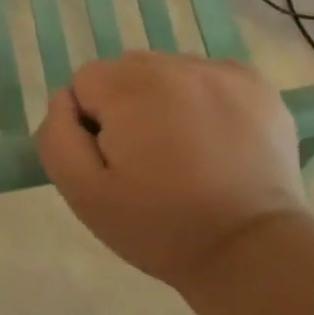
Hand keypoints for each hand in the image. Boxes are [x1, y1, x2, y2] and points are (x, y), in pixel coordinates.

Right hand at [35, 51, 303, 287]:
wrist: (250, 250)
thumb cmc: (160, 227)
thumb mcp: (84, 195)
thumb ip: (57, 137)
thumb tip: (64, 99)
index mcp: (130, 87)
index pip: (86, 81)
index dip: (93, 123)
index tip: (116, 161)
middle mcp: (174, 64)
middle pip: (128, 70)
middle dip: (128, 106)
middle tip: (149, 160)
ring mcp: (220, 71)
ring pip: (169, 71)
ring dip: (166, 100)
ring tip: (186, 152)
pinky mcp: (256, 84)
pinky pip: (211, 77)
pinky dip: (206, 99)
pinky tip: (216, 139)